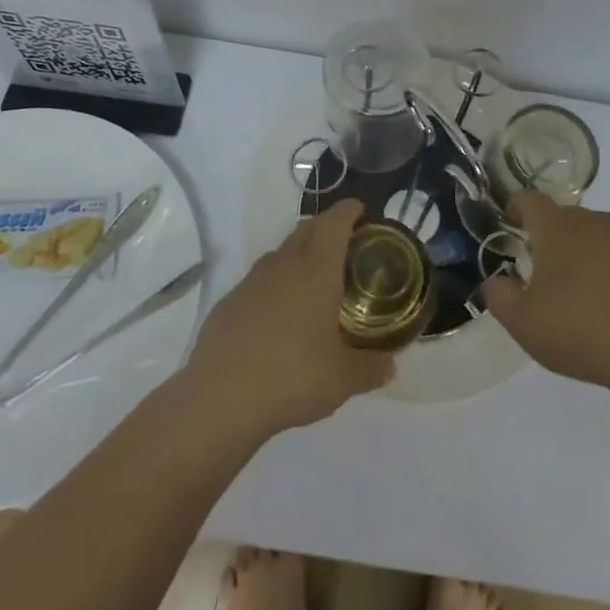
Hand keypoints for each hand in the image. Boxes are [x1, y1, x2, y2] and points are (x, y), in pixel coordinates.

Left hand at [186, 199, 393, 433]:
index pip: (335, 222)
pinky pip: (258, 281)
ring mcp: (251, 281)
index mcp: (316, 271)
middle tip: (346, 249)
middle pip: (307, 228)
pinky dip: (274, 286)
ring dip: (299, 256)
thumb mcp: (342, 380)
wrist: (220, 398)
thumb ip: (370, 369)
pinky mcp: (229, 302)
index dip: (349, 211)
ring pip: (281, 253)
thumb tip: (390, 366)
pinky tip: (278, 318)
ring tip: (313, 285)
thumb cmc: (292, 377)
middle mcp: (283, 265)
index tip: (362, 212)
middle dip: (327, 229)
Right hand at [482, 191, 609, 391]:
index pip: (530, 199)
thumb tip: (495, 281)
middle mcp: (591, 223)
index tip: (509, 225)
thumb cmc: (578, 328)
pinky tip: (602, 307)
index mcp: (556, 227)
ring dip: (576, 253)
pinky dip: (603, 272)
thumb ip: (499, 296)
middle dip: (546, 234)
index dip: (515, 208)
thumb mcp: (522, 322)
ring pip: (590, 236)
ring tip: (569, 290)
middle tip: (535, 266)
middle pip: (562, 216)